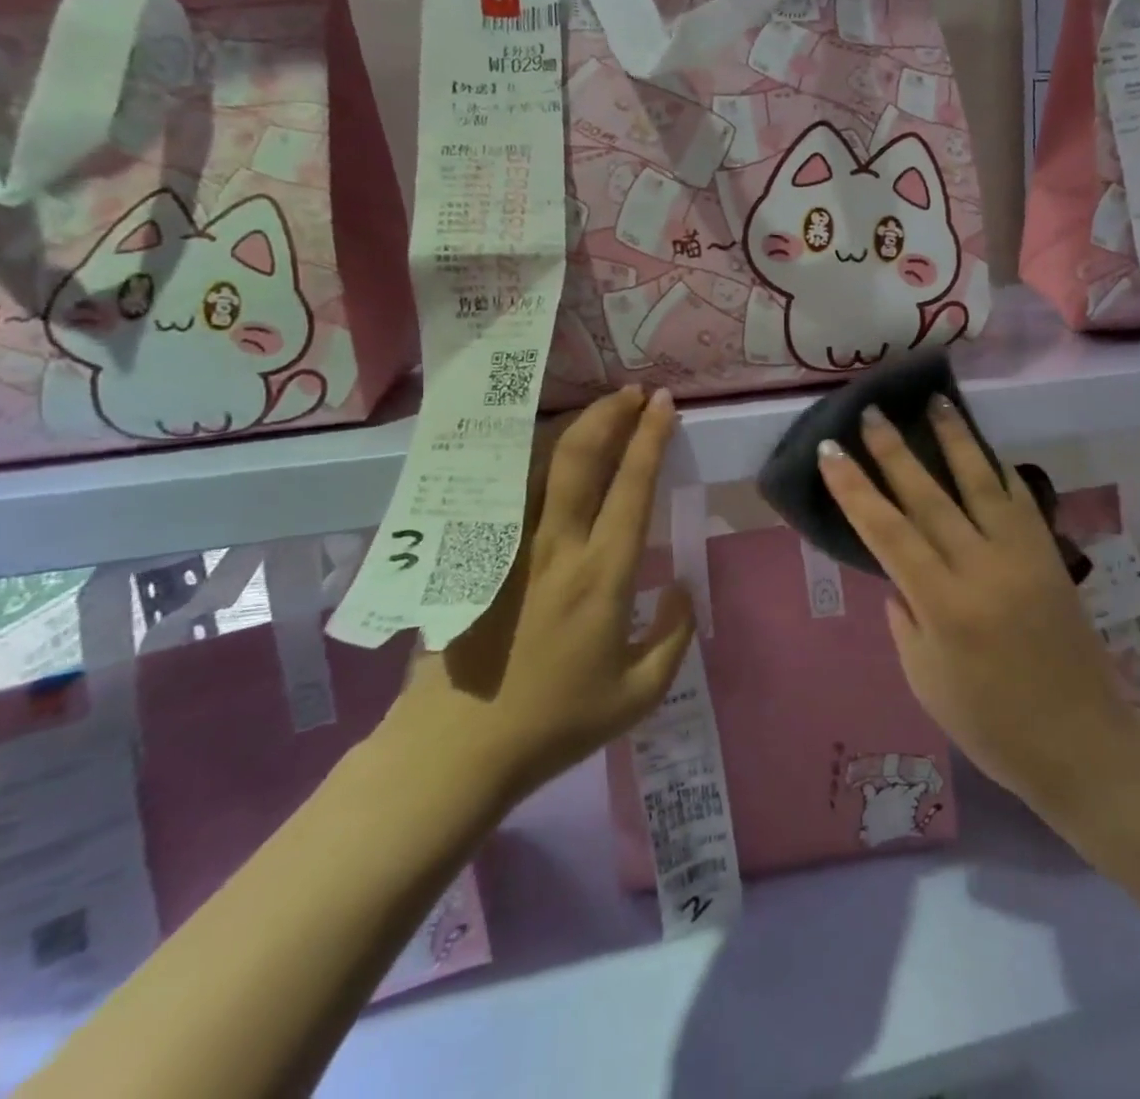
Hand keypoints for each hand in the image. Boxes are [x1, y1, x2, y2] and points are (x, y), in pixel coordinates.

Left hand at [395, 386, 694, 803]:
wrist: (457, 747)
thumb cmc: (555, 722)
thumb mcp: (639, 693)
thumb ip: (674, 634)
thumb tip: (682, 584)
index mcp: (602, 577)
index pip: (632, 489)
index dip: (650, 440)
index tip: (664, 405)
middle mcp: (556, 548)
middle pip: (580, 459)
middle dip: (610, 416)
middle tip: (632, 392)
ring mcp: (508, 547)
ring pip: (537, 465)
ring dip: (571, 428)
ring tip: (596, 408)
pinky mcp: (474, 557)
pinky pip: (504, 491)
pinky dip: (527, 459)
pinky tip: (539, 447)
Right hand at [817, 396, 1136, 822]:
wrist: (1081, 742)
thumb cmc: (990, 724)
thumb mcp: (924, 679)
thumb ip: (905, 617)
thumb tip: (899, 574)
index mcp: (944, 606)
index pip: (888, 532)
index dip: (854, 490)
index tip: (830, 452)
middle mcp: (983, 568)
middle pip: (930, 497)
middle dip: (894, 452)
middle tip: (871, 412)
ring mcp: (1023, 556)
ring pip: (981, 484)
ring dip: (955, 439)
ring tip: (935, 402)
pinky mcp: (1049, 556)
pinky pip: (1020, 501)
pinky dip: (998, 470)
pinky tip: (983, 449)